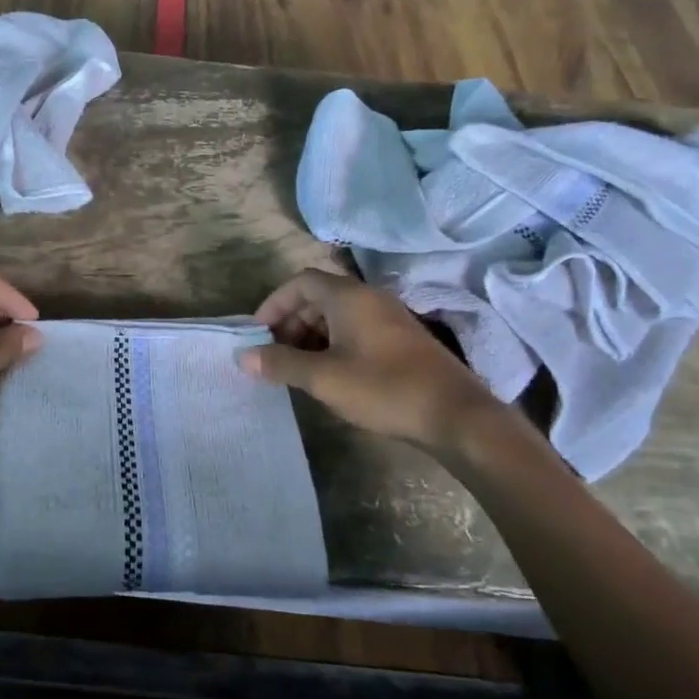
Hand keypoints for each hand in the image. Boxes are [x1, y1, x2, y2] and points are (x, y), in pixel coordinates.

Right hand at [239, 268, 502, 452]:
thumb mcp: (323, 378)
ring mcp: (389, 319)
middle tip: (274, 354)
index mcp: (349, 297)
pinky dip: (332, 345)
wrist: (456, 416)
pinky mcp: (401, 341)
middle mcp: (369, 298)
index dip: (274, 303)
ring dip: (310, 336)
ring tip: (296, 368)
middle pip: (318, 297)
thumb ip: (280, 363)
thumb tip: (242, 356)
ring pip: (337, 316)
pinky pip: (355, 331)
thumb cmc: (384, 388)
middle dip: (290, 322)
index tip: (258, 333)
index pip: (300, 282)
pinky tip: (329, 375)